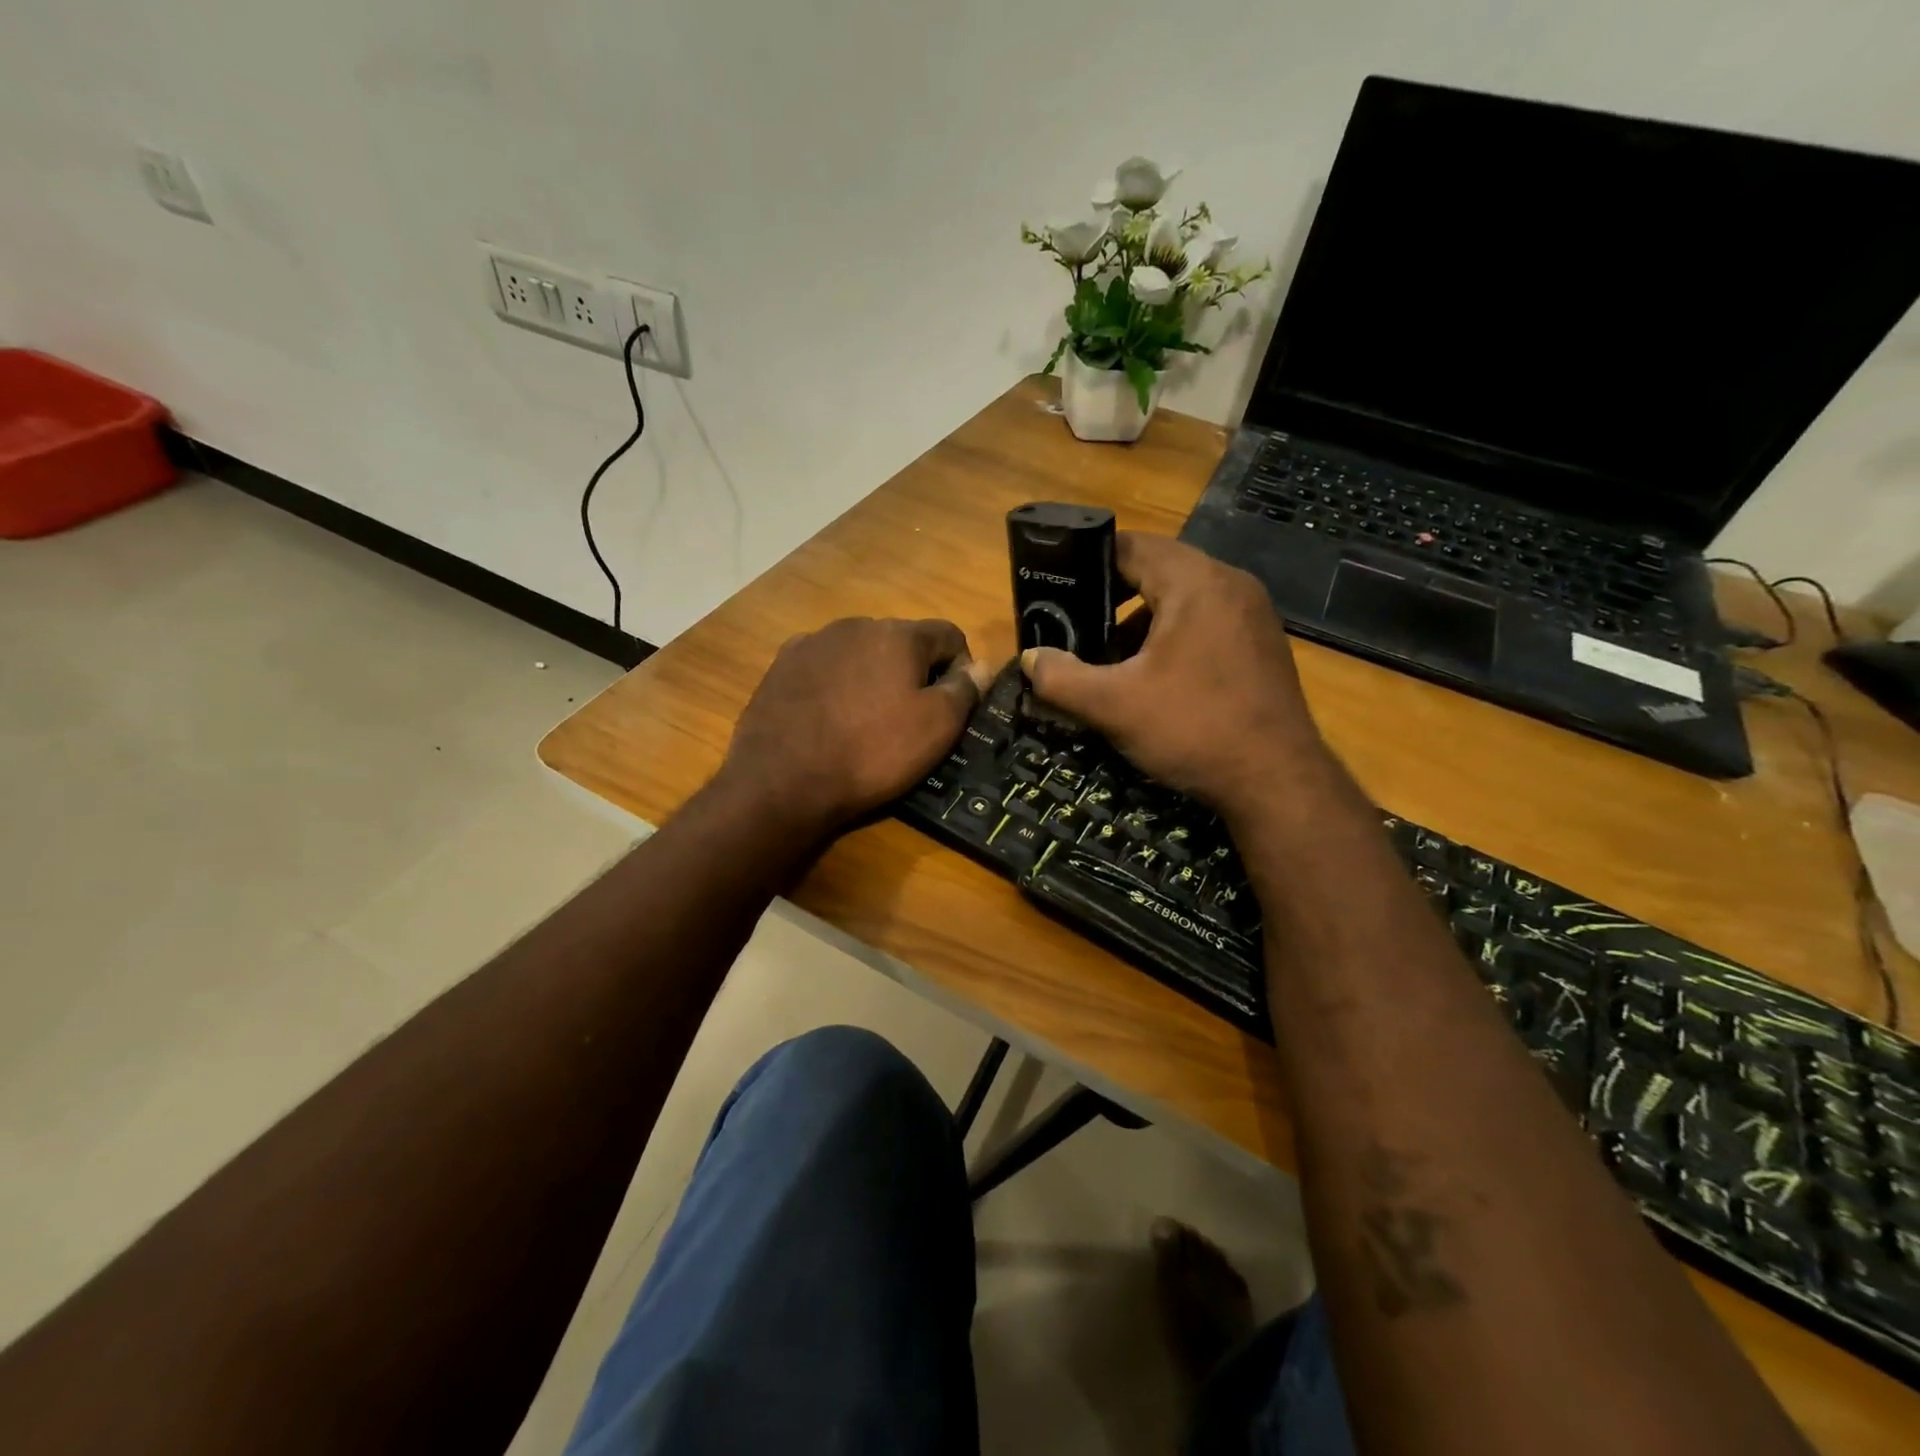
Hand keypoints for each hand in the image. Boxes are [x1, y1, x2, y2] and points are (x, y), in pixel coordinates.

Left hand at [719, 617, 992, 835]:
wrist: (781, 781)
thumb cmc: (871, 753)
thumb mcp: (936, 728)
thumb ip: (964, 690)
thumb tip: (978, 666)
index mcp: (898, 634)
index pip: (949, 634)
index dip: (960, 668)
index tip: (953, 705)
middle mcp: (855, 625)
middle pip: (902, 641)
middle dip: (914, 672)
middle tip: (909, 718)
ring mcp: (813, 643)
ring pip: (861, 653)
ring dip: (873, 676)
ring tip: (865, 721)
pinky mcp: (782, 665)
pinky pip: (825, 667)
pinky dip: (836, 684)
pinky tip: (829, 718)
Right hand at [1021, 533, 1327, 810]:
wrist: (1277, 781)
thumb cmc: (1193, 729)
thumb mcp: (1113, 705)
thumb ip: (1061, 677)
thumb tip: (1030, 658)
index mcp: (1196, 583)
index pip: (1131, 546)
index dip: (1088, 563)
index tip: (1056, 588)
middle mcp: (1230, 585)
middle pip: (1157, 570)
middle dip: (1112, 597)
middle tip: (1075, 626)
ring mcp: (1253, 615)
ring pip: (1182, 599)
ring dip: (1141, 621)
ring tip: (1108, 658)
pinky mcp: (1261, 645)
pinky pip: (1206, 623)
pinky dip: (1172, 638)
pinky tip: (1153, 678)